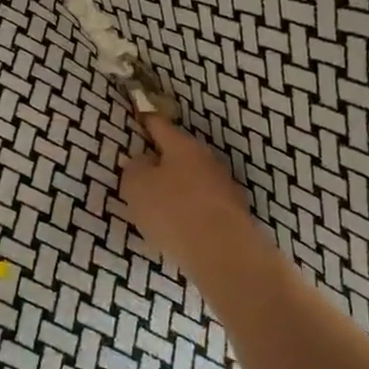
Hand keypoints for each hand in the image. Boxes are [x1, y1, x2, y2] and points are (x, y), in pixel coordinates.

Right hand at [120, 116, 269, 287]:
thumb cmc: (172, 210)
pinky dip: (191, 210)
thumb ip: (135, 168)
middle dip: (163, 160)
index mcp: (182, 146)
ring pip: (194, 180)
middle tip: (143, 172)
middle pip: (180, 153)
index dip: (146, 120)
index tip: (140, 116)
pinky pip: (204, 205)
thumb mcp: (137, 186)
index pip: (160, 125)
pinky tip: (180, 226)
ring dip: (179, 187)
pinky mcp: (233, 214)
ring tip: (160, 206)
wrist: (222, 252)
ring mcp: (224, 187)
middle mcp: (207, 160)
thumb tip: (144, 162)